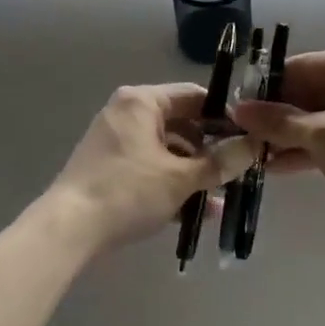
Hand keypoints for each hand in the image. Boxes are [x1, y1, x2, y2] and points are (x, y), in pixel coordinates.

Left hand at [48, 84, 252, 251]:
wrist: (69, 229)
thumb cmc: (127, 192)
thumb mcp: (181, 178)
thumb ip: (220, 162)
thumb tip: (255, 146)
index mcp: (142, 102)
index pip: (195, 96)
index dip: (225, 117)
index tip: (248, 140)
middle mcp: (126, 113)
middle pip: (182, 124)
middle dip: (210, 152)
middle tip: (238, 173)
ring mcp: (114, 141)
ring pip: (167, 150)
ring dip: (194, 173)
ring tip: (220, 200)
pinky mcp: (108, 167)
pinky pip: (149, 167)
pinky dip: (171, 184)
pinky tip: (195, 213)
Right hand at [230, 46, 324, 245]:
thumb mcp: (320, 135)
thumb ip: (277, 121)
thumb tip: (236, 109)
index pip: (301, 67)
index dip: (266, 89)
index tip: (235, 108)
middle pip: (309, 92)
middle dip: (276, 117)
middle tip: (239, 134)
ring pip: (318, 117)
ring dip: (287, 136)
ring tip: (251, 153)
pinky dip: (307, 149)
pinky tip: (274, 166)